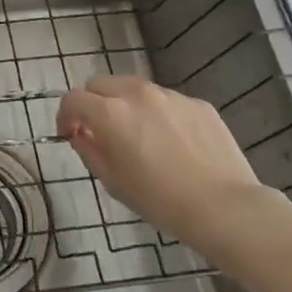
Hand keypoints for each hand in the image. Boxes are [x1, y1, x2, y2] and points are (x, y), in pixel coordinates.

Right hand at [57, 75, 273, 257]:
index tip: (69, 134)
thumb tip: (80, 134)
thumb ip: (89, 151)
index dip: (65, 116)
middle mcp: (138, 94)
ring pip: (135, 89)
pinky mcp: (198, 103)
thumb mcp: (114, 182)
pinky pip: (167, 102)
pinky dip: (159, 115)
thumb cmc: (161, 201)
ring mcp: (171, 95)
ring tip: (141, 137)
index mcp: (111, 113)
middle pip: (101, 84)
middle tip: (101, 132)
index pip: (73, 99)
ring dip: (126, 106)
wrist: (226, 207)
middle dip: (94, 103)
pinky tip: (174, 144)